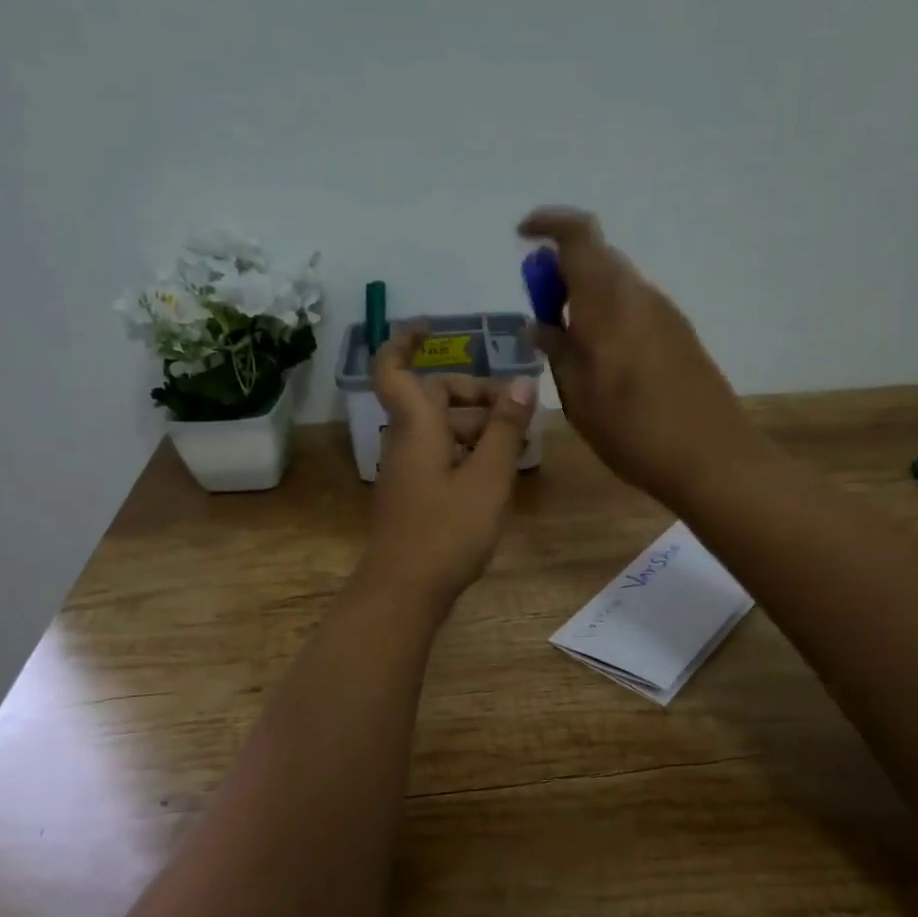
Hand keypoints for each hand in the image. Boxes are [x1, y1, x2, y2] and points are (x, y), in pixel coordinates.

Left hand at [360, 322, 538, 606]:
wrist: (405, 590)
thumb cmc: (448, 529)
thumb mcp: (488, 477)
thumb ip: (505, 428)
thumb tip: (522, 382)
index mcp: (417, 426)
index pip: (395, 369)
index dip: (405, 341)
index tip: (431, 326)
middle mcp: (406, 441)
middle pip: (435, 399)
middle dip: (475, 395)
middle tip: (517, 410)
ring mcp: (408, 470)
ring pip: (442, 430)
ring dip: (478, 427)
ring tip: (519, 444)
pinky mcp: (415, 495)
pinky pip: (442, 457)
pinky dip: (469, 452)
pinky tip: (498, 473)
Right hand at [518, 207, 758, 506]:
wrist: (713, 458)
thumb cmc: (634, 431)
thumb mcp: (579, 399)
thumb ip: (558, 353)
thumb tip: (539, 325)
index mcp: (610, 303)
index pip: (579, 235)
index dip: (548, 224)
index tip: (523, 238)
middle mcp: (640, 295)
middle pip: (598, 258)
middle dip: (563, 272)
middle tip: (542, 312)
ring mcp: (666, 314)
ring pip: (618, 285)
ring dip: (587, 297)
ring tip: (569, 345)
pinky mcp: (681, 335)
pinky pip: (635, 308)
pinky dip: (610, 316)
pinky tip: (603, 361)